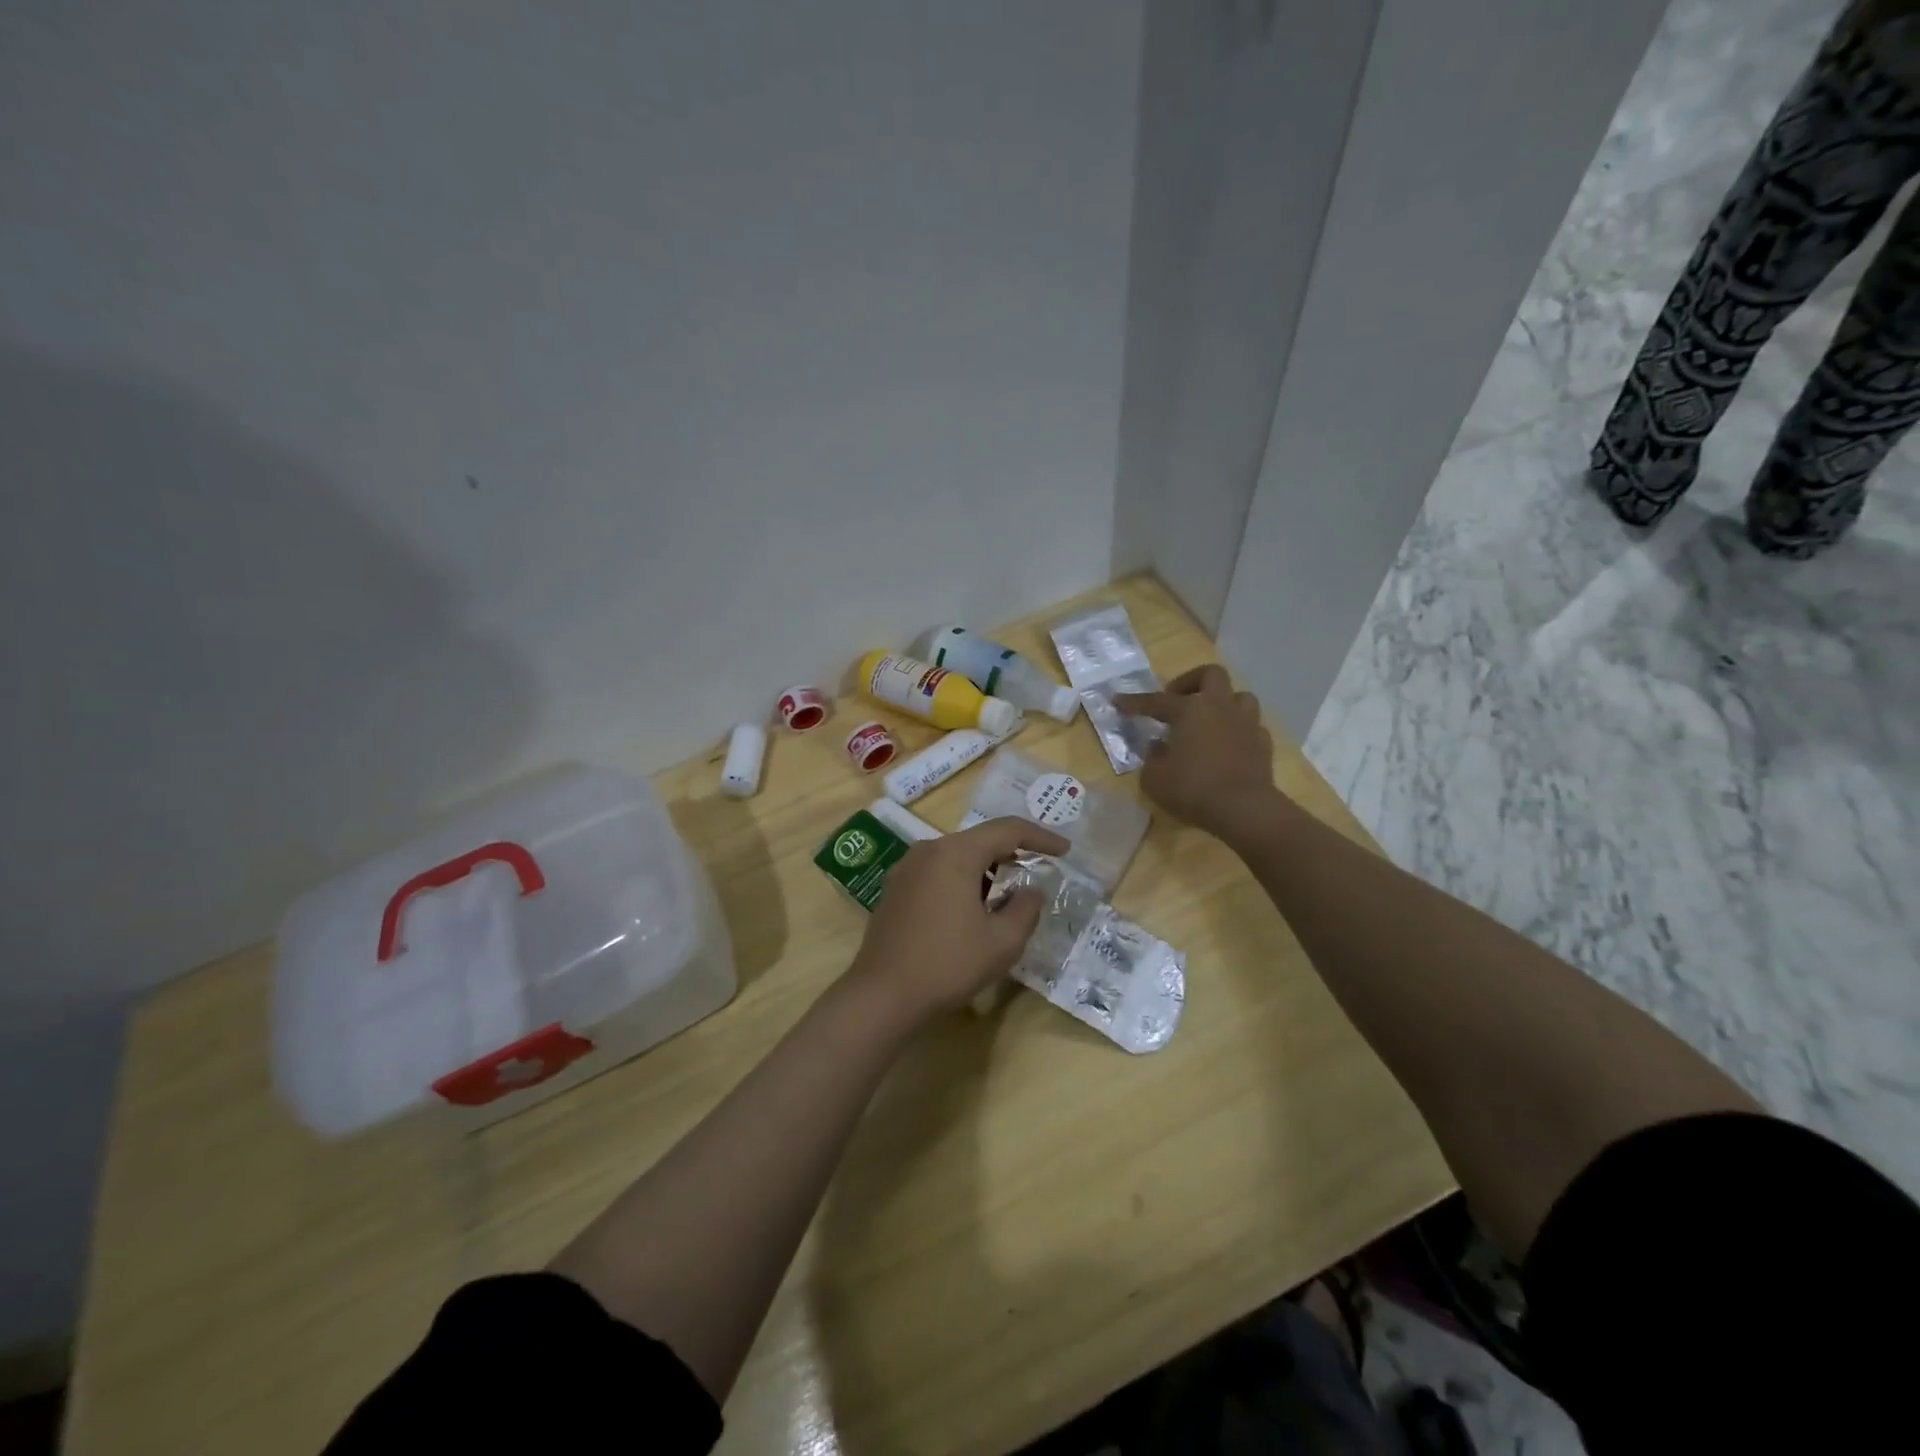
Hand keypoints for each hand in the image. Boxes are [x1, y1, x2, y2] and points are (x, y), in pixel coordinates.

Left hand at [846, 816, 1069, 1027]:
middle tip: (1038, 872)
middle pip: (980, 840)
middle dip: (1012, 854)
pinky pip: (938, 871)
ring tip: (1006, 896)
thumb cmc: (948, 965)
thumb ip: (1026, 909)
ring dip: (986, 870)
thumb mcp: (1002, 942)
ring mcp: (907, 868)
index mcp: (956, 853)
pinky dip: (962, 880)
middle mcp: (928, 850)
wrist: (883, 995)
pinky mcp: (895, 888)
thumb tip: (1031, 890)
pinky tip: (971, 909)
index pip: (1007, 830)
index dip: (1040, 837)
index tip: (1064, 851)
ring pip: (958, 856)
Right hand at [1117, 665, 1277, 843]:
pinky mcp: (1263, 743)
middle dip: (1191, 681)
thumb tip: (1158, 746)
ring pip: (1239, 696)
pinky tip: (1228, 744)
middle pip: (1210, 675)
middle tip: (1176, 698)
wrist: (1244, 809)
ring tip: (1208, 719)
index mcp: (1189, 710)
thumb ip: (1152, 758)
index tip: (1117, 700)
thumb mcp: (1155, 779)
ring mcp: (1246, 723)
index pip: (1155, 701)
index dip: (1134, 702)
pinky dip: (1237, 730)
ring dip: (1222, 702)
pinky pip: (1250, 726)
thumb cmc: (1193, 790)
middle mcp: (1219, 707)